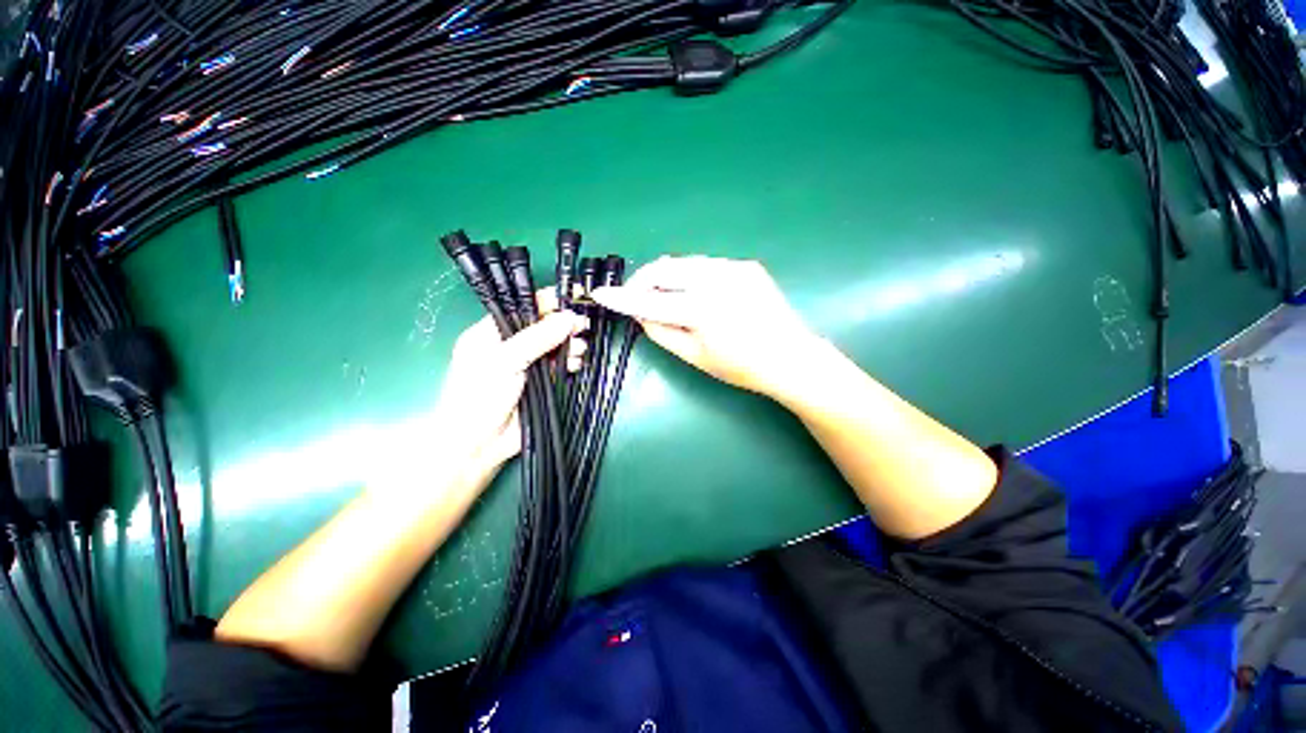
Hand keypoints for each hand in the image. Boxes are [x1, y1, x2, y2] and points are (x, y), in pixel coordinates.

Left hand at [433, 294, 587, 474]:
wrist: (478, 445)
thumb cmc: (479, 396)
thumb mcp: (504, 361)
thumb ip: (536, 338)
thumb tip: (569, 317)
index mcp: (492, 332)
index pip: (524, 307)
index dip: (549, 300)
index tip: (575, 295)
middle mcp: (512, 345)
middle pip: (544, 325)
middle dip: (565, 324)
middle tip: (583, 325)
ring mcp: (528, 364)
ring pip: (556, 346)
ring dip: (571, 344)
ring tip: (580, 350)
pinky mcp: (542, 382)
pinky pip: (561, 365)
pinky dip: (572, 362)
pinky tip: (577, 364)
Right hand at [591, 256, 819, 398]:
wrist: (791, 357)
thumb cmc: (741, 367)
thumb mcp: (695, 356)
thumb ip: (661, 331)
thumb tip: (638, 313)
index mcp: (702, 310)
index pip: (650, 301)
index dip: (622, 298)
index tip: (600, 294)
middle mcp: (716, 280)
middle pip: (665, 268)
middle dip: (643, 280)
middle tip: (636, 297)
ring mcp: (733, 267)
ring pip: (684, 263)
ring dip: (667, 277)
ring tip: (664, 296)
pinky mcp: (745, 265)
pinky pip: (706, 265)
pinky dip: (691, 276)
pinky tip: (694, 292)